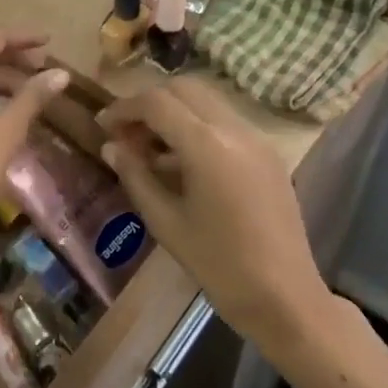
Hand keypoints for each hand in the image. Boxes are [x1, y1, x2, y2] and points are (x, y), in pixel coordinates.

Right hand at [96, 78, 335, 350]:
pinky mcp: (268, 153)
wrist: (286, 298)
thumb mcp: (166, 222)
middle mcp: (234, 129)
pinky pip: (224, 122)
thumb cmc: (219, 265)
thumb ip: (136, 177)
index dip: (124, 108)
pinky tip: (181, 162)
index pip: (157, 102)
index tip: (102, 125)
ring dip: (174, 112)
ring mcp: (256, 138)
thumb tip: (111, 147)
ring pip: (205, 101)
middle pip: (183, 88)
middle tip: (125, 132)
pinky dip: (196, 126)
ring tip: (149, 149)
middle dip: (149, 103)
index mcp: (207, 145)